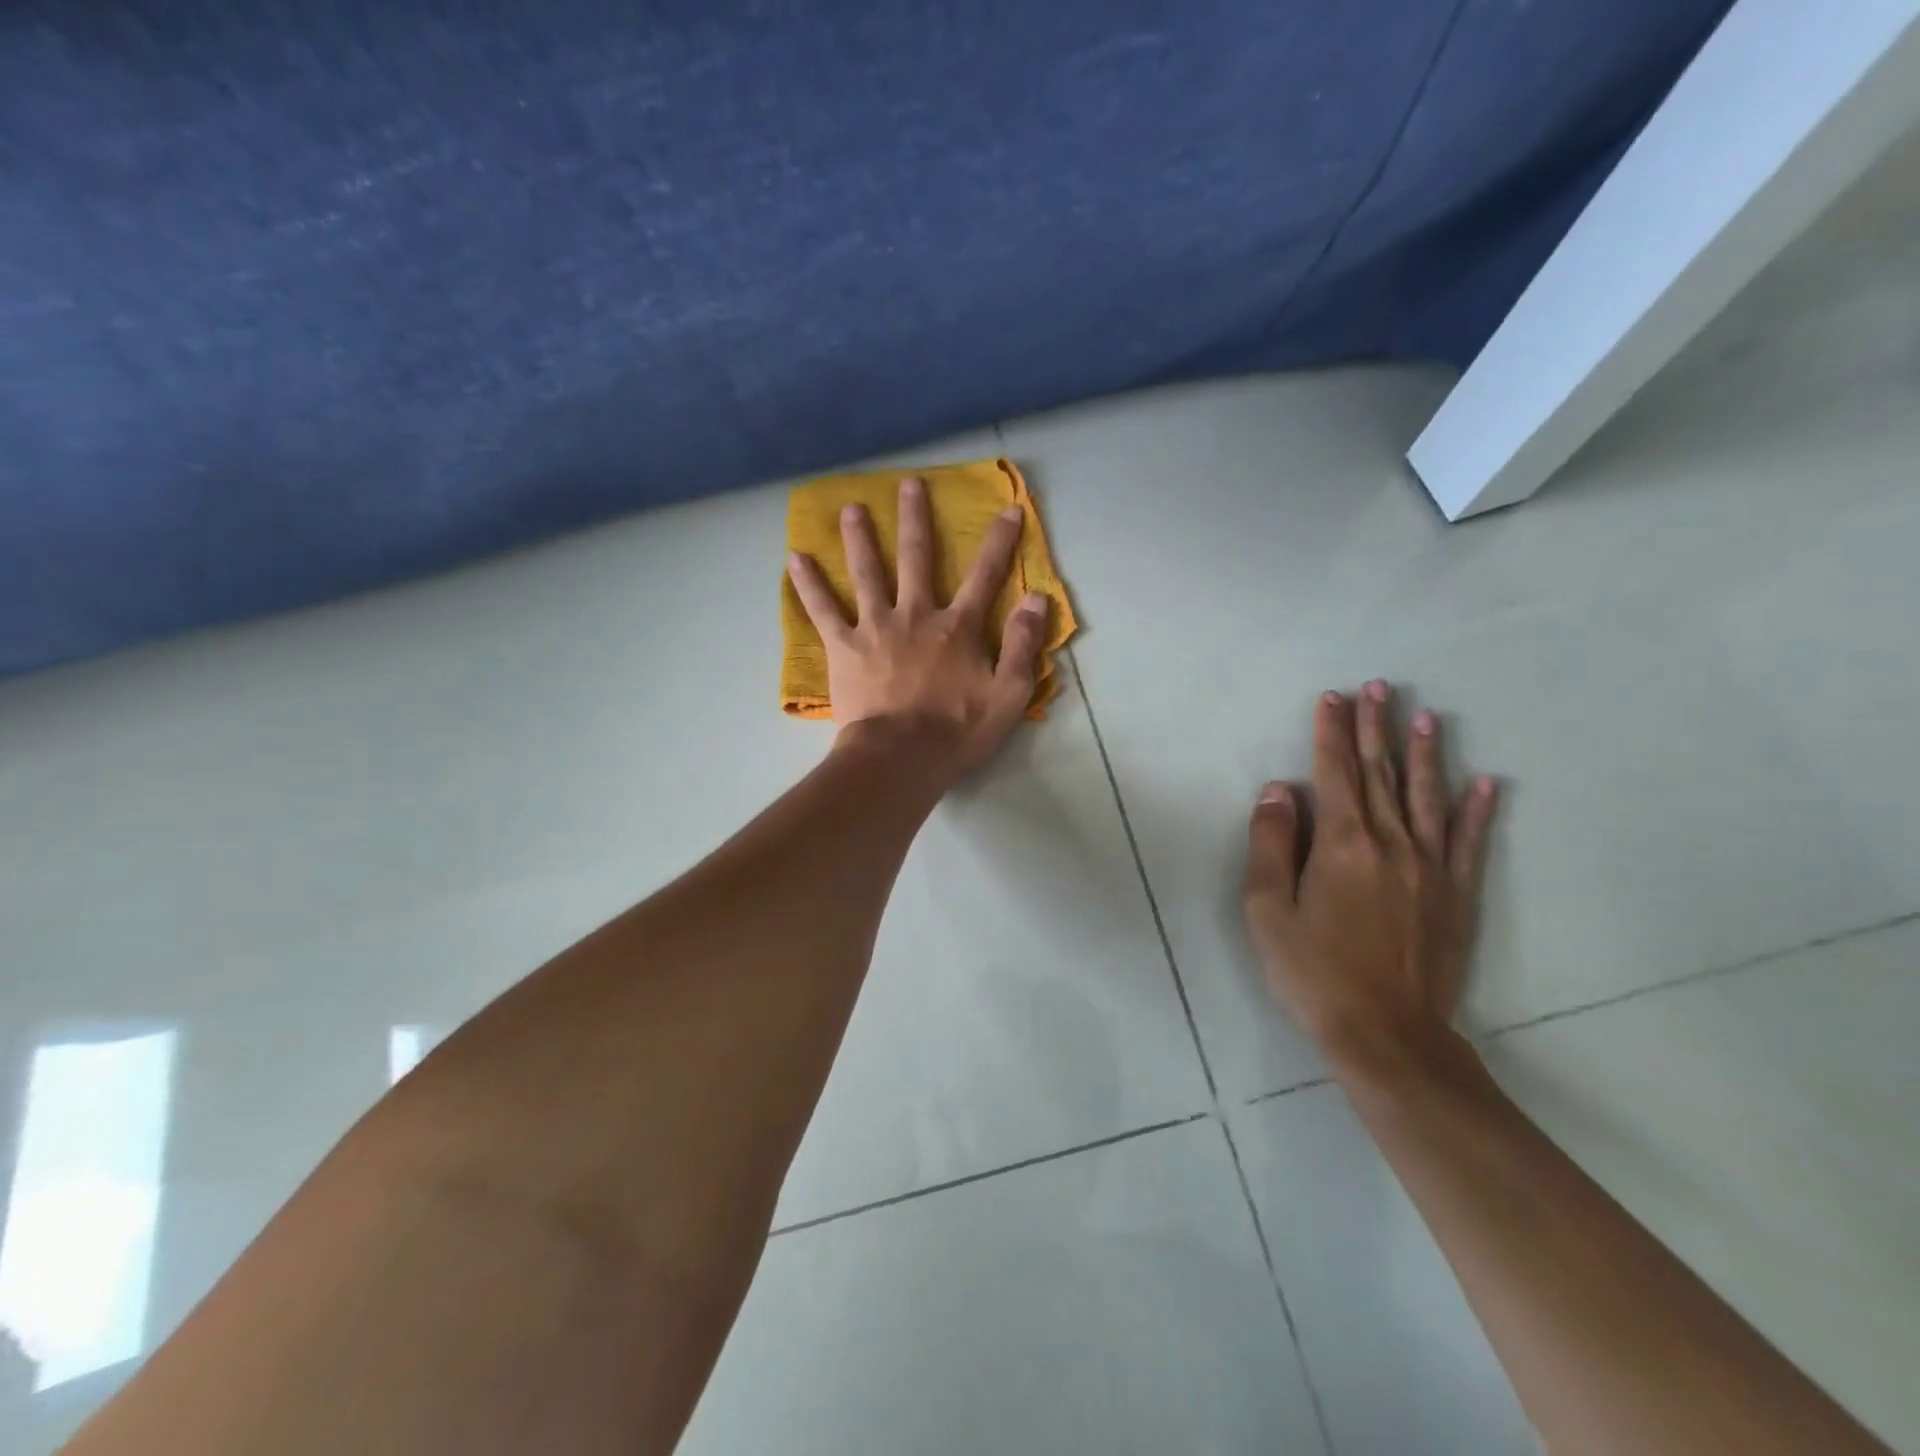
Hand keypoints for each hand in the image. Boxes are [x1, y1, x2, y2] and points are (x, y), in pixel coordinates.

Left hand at [787, 476, 1048, 772]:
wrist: (901, 758)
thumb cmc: (957, 732)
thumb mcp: (1009, 695)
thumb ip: (1023, 645)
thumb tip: (1037, 599)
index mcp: (957, 628)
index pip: (985, 576)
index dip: (999, 542)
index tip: (1007, 509)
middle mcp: (916, 615)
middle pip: (916, 558)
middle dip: (915, 520)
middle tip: (909, 484)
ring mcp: (876, 627)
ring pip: (867, 573)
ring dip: (860, 538)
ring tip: (851, 508)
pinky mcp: (844, 647)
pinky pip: (823, 610)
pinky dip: (809, 585)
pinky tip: (795, 559)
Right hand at [1242, 681, 1498, 1075]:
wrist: (1384, 1032)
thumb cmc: (1312, 970)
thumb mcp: (1267, 909)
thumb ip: (1271, 843)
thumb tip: (1279, 790)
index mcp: (1342, 844)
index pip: (1334, 773)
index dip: (1331, 733)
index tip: (1332, 698)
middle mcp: (1390, 844)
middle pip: (1381, 774)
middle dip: (1374, 728)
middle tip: (1377, 687)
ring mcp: (1430, 869)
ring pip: (1427, 798)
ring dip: (1424, 754)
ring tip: (1425, 716)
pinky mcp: (1456, 896)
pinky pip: (1469, 843)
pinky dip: (1478, 810)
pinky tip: (1487, 782)